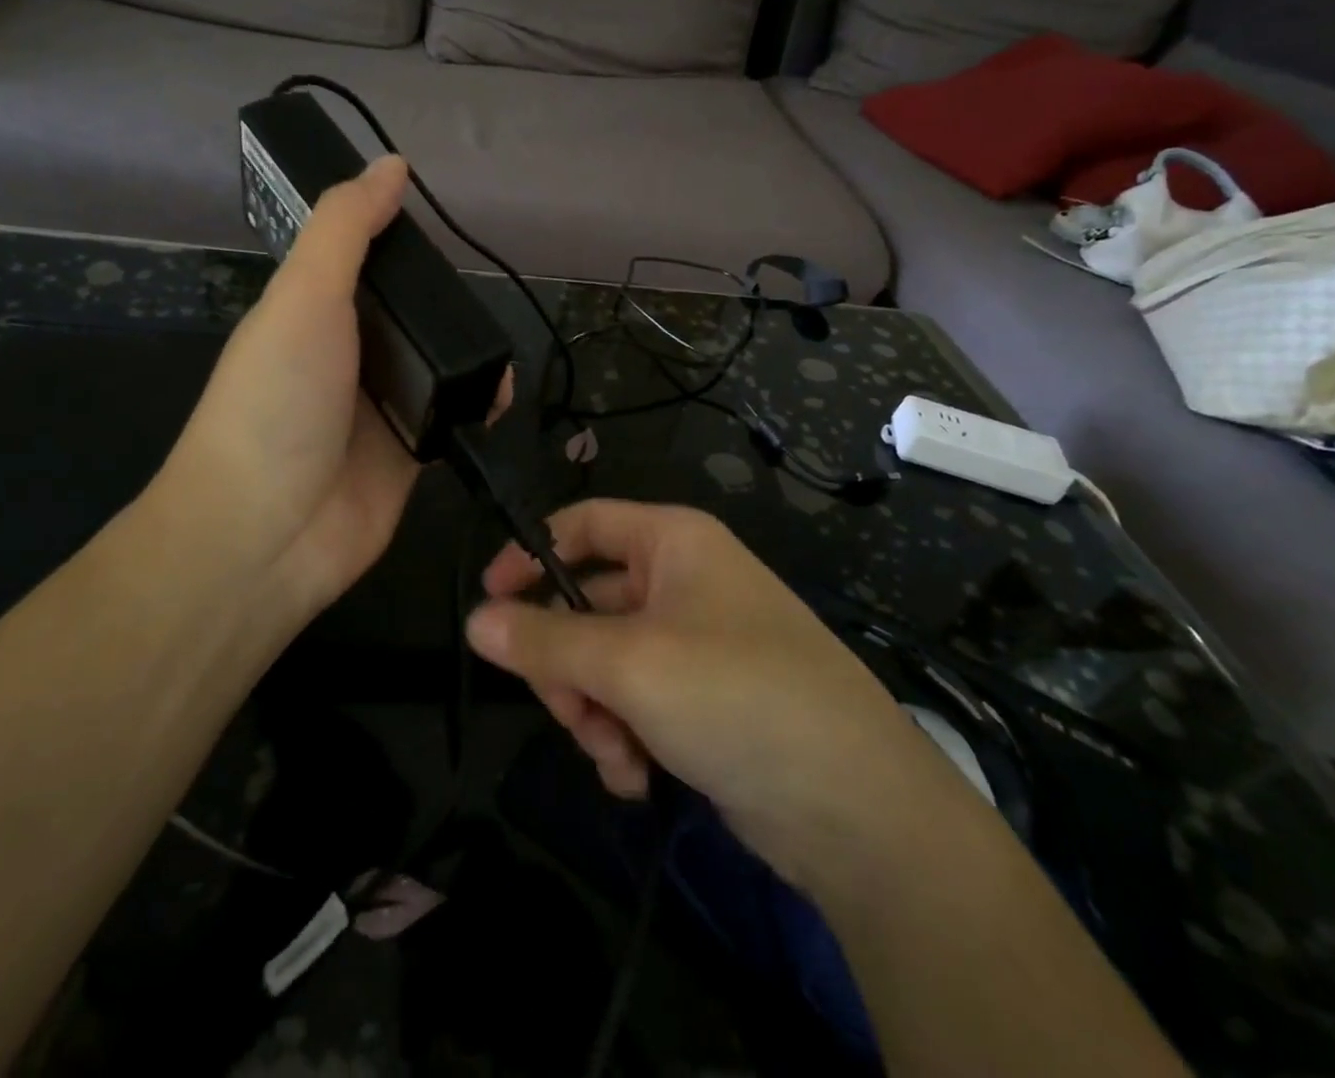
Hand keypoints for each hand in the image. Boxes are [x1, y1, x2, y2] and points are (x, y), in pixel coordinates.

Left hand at [155, 156, 503, 617]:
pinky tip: (498, 399)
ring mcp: (377, 407)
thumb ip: (346, 229)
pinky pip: (450, 416)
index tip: (441, 227)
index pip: (362, 260)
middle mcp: (345, 354)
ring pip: (435, 365)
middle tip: (479, 301)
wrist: (267, 533)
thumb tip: (392, 165)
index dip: (397, 239)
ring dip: (468, 357)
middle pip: (407, 313)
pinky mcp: (407, 453)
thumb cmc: (277, 401)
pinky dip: (476, 405)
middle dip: (443, 304)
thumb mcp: (304, 297)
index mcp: (311, 310)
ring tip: (497, 354)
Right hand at [469, 500, 959, 887]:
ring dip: (593, 710)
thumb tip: (475, 622)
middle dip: (567, 663)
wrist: (859, 810)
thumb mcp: (629, 664)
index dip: (530, 555)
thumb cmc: (737, 696)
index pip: (582, 524)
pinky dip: (624, 738)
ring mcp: (696, 645)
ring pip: (605, 663)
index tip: (489, 603)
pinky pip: (636, 704)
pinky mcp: (705, 703)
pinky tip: (635, 777)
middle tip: (564, 709)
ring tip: (612, 752)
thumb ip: (545, 642)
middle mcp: (683, 583)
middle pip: (586, 604)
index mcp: (673, 543)